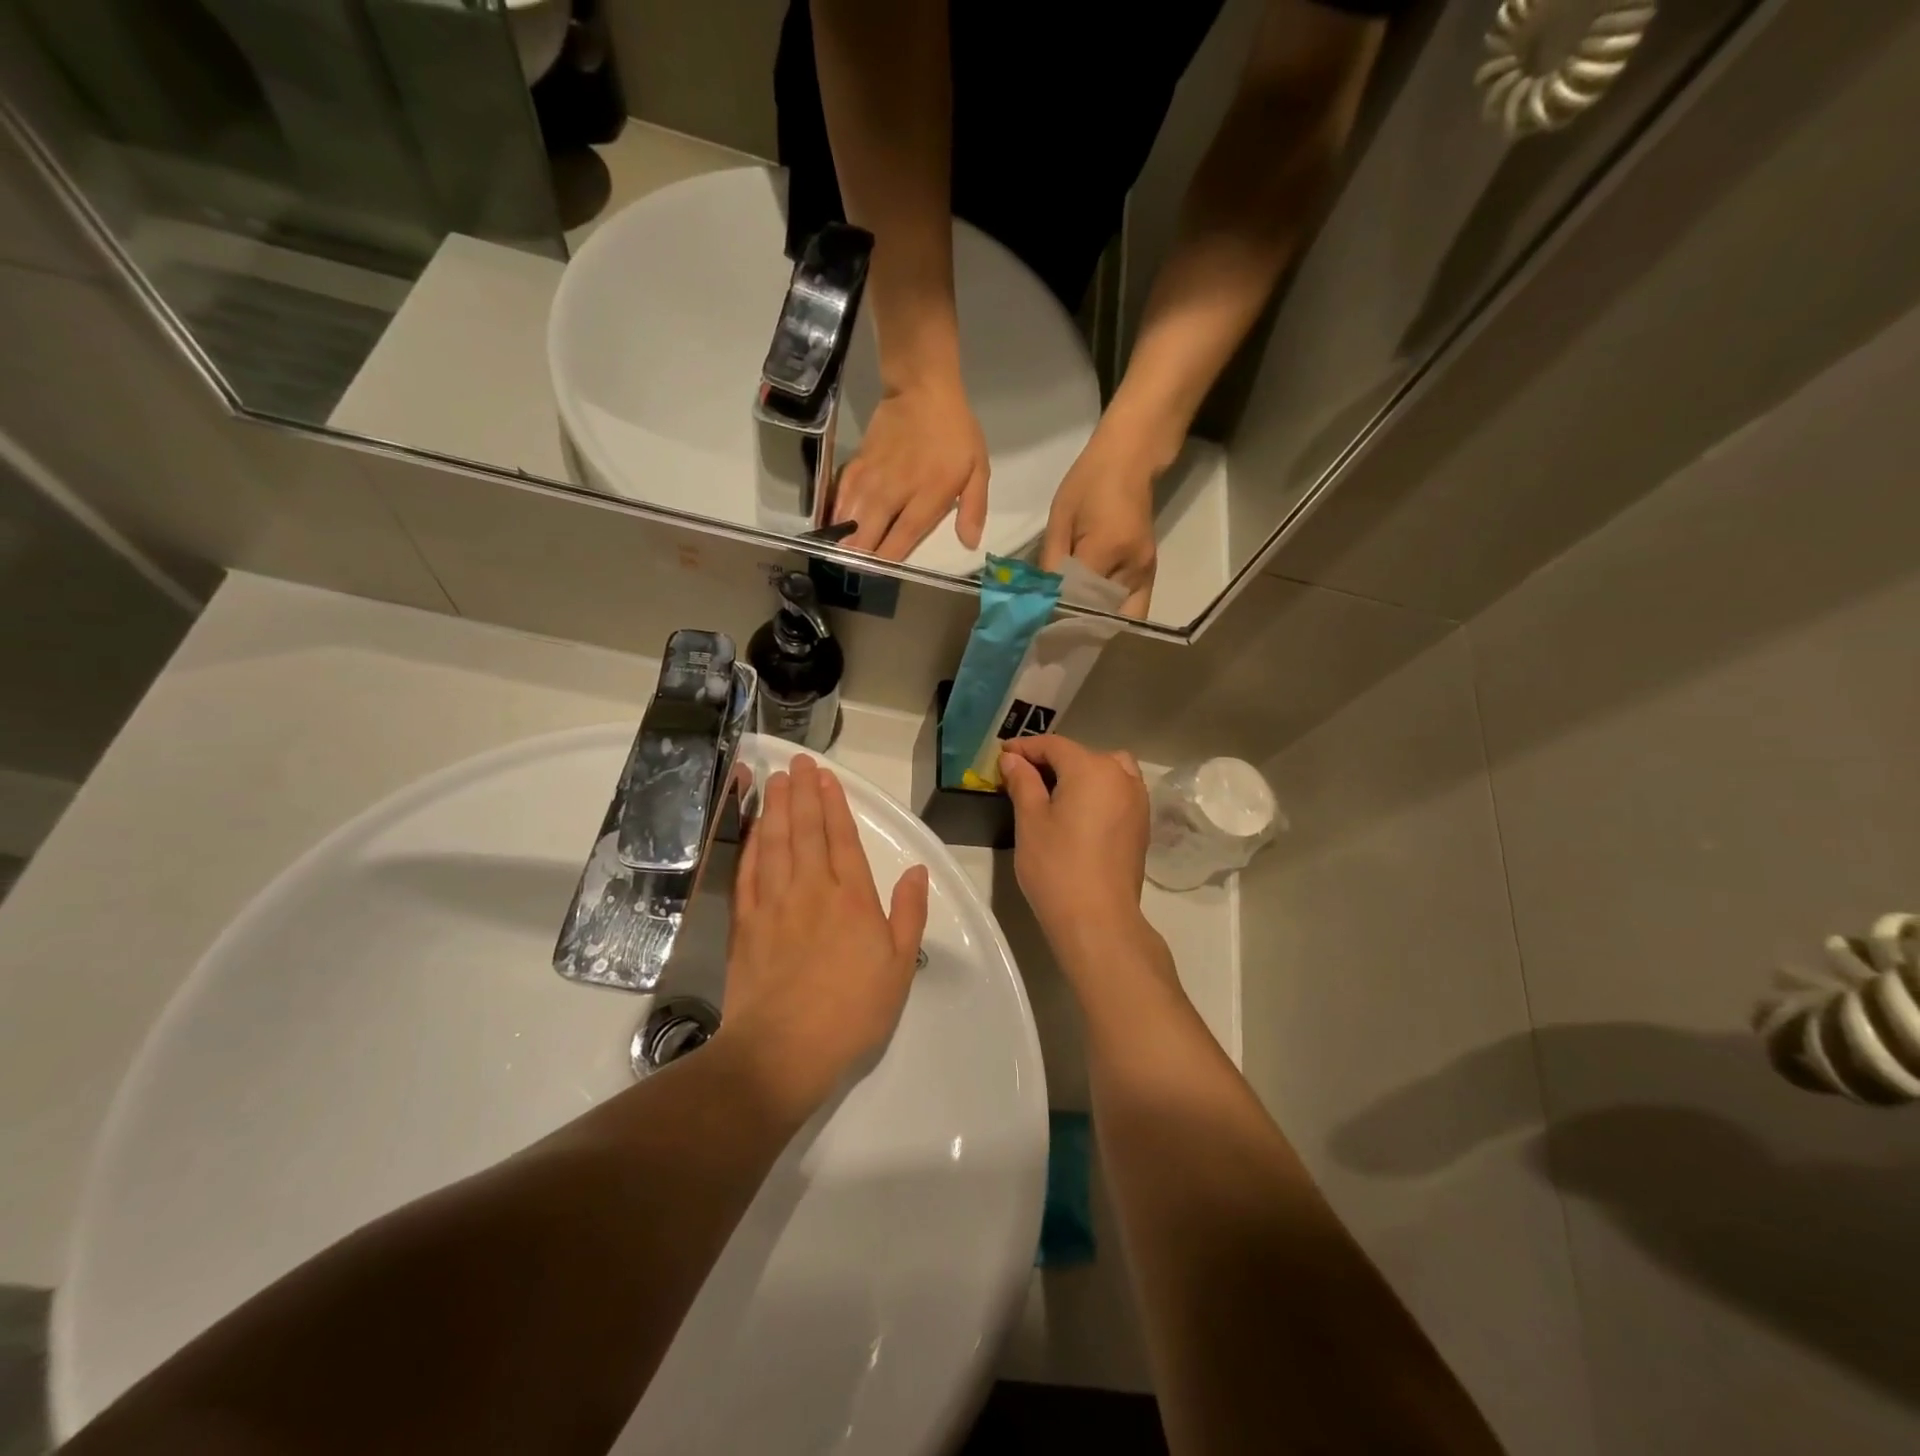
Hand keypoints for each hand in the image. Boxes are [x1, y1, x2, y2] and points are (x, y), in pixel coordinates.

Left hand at [721, 755, 929, 1113]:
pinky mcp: (746, 923)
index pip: (842, 838)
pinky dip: (751, 845)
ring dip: (777, 808)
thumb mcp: (899, 967)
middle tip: (797, 762)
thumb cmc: (852, 1012)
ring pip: (775, 843)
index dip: (834, 804)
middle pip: (806, 831)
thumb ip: (909, 914)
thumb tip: (916, 871)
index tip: (826, 776)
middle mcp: (812, 890)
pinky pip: (748, 872)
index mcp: (853, 899)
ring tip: (775, 780)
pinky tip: (753, 828)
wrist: (784, 1050)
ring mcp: (774, 904)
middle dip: (803, 792)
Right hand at [833, 378, 989, 560]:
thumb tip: (970, 544)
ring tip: (838, 558)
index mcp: (927, 496)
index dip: (888, 559)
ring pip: (850, 517)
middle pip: (869, 532)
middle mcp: (895, 491)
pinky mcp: (857, 464)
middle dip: (860, 556)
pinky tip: (832, 527)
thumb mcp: (978, 469)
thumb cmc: (955, 433)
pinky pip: (840, 495)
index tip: (879, 575)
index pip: (903, 537)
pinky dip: (835, 513)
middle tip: (854, 572)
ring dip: (843, 539)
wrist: (922, 389)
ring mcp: (872, 478)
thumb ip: (974, 508)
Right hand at [999, 736, 1159, 969]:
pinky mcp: (1141, 824)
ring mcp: (1137, 800)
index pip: (1054, 746)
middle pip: (1081, 755)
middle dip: (1050, 761)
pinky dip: (1097, 791)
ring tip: (1053, 792)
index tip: (1001, 756)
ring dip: (1079, 773)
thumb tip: (1013, 759)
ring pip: (1105, 770)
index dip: (1025, 748)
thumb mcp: (1030, 820)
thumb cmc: (1057, 866)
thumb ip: (1023, 782)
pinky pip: (1117, 792)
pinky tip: (1078, 812)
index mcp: (1092, 768)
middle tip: (1020, 777)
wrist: (1098, 919)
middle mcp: (1121, 776)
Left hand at [1041, 429, 1161, 617]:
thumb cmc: (1089, 483)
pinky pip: (1131, 609)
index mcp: (1107, 548)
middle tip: (1054, 639)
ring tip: (1071, 634)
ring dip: (1096, 628)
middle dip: (1079, 630)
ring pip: (1120, 618)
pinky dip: (1111, 618)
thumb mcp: (1060, 519)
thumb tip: (1043, 599)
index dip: (1059, 615)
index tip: (1039, 629)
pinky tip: (1090, 619)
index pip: (1079, 597)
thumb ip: (1052, 562)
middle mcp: (1133, 567)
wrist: (1130, 460)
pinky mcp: (1150, 575)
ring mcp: (1146, 573)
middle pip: (1103, 616)